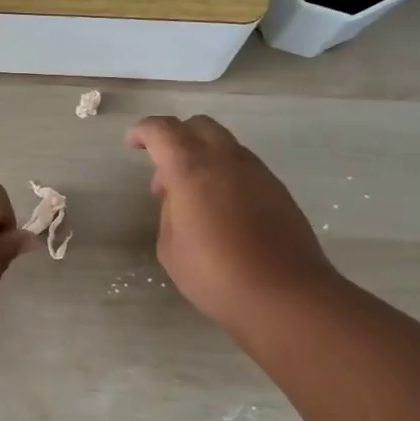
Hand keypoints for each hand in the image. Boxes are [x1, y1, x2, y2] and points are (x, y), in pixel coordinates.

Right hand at [128, 115, 337, 337]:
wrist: (286, 294)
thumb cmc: (216, 275)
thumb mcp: (171, 248)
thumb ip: (169, 212)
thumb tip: (179, 198)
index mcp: (192, 169)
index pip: (163, 131)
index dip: (144, 131)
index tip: (133, 143)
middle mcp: (226, 160)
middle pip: (199, 126)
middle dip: (176, 138)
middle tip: (163, 173)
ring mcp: (257, 172)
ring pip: (225, 144)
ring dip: (202, 158)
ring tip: (192, 197)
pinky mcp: (278, 189)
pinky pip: (243, 166)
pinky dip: (224, 174)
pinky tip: (221, 209)